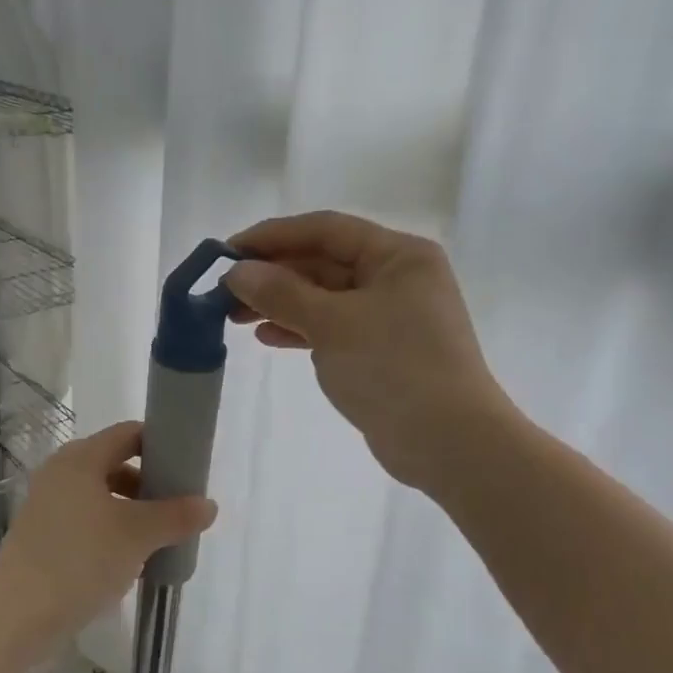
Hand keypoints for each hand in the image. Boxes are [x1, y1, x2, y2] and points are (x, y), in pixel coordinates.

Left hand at [0, 422, 217, 643]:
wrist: (18, 613)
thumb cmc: (80, 559)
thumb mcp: (137, 535)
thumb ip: (176, 516)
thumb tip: (209, 505)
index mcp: (81, 459)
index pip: (128, 434)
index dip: (160, 445)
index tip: (188, 468)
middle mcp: (61, 473)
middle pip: (115, 464)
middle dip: (149, 484)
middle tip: (179, 508)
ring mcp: (48, 504)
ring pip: (101, 496)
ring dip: (132, 511)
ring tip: (160, 538)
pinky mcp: (43, 534)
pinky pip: (86, 520)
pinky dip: (111, 530)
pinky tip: (131, 558)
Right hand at [224, 211, 517, 497]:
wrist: (449, 442)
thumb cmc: (393, 368)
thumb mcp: (331, 323)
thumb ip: (280, 292)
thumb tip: (236, 272)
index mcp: (398, 255)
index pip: (325, 230)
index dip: (272, 236)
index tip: (226, 251)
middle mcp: (397, 277)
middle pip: (323, 262)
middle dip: (272, 274)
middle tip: (224, 290)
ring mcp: (390, 316)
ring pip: (323, 297)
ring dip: (280, 303)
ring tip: (234, 316)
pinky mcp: (381, 350)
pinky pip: (332, 327)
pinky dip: (299, 329)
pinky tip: (267, 337)